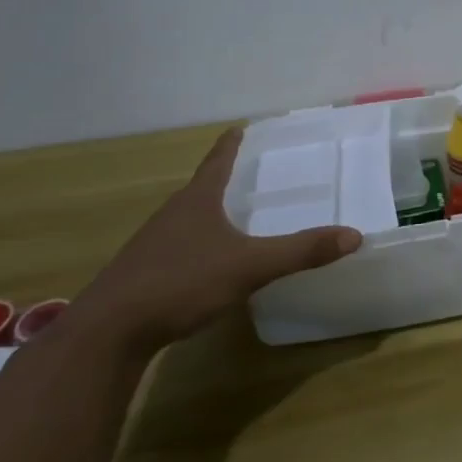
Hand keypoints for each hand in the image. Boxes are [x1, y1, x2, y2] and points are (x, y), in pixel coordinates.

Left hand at [70, 128, 360, 357]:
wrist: (107, 333)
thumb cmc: (180, 283)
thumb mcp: (250, 266)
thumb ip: (300, 251)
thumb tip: (354, 235)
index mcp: (197, 201)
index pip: (218, 161)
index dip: (232, 144)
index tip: (242, 127)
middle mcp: (173, 214)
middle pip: (202, 188)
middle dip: (226, 180)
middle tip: (254, 174)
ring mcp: (153, 245)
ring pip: (189, 219)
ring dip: (211, 214)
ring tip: (236, 217)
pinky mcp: (143, 274)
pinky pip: (179, 248)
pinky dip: (200, 245)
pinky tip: (210, 264)